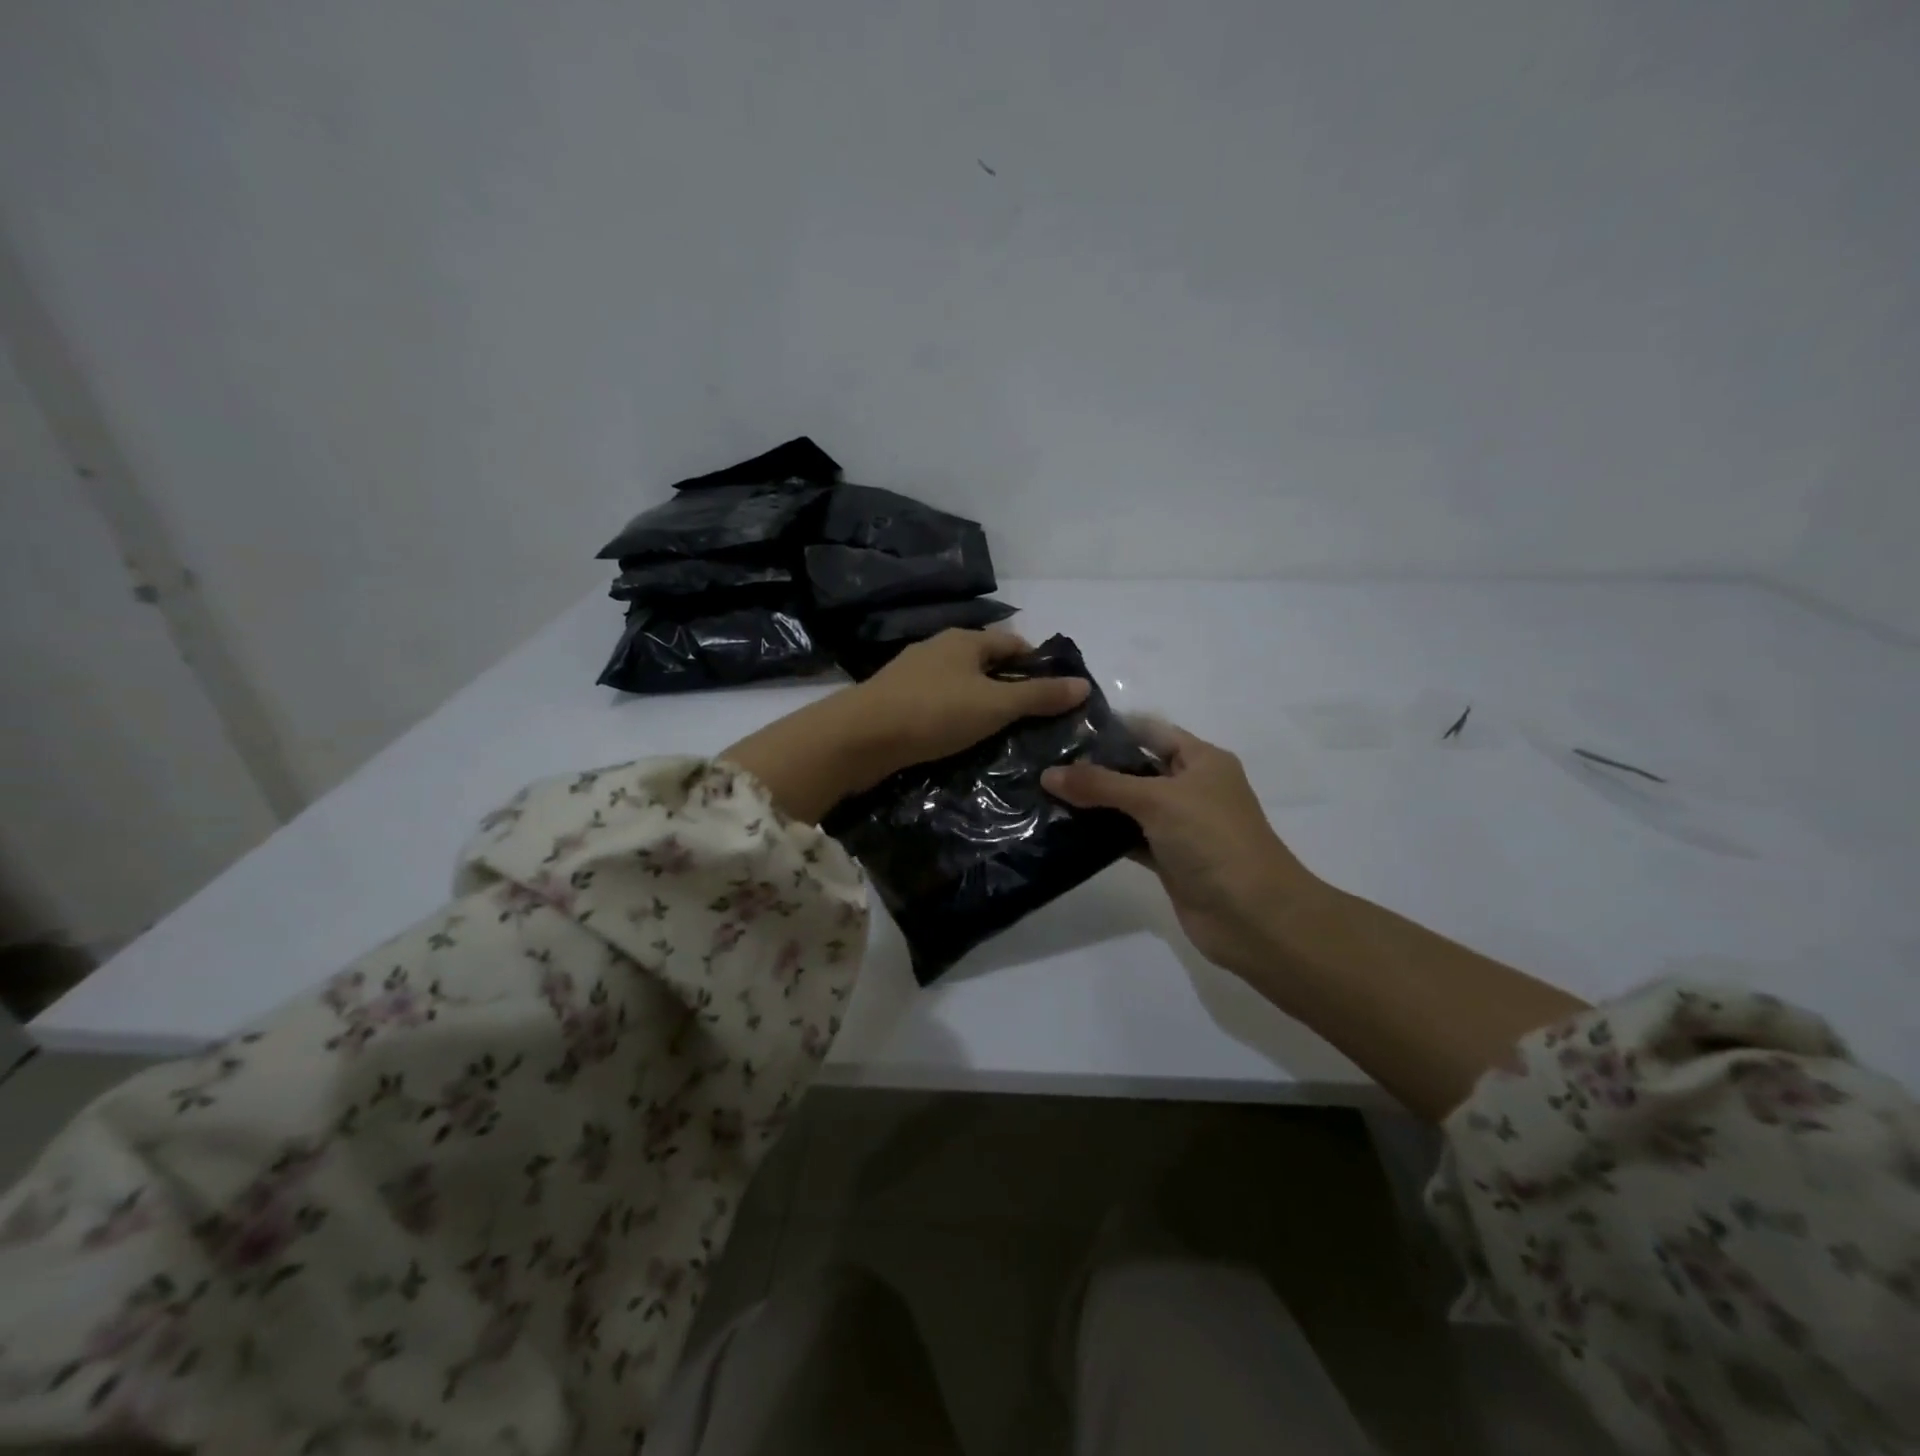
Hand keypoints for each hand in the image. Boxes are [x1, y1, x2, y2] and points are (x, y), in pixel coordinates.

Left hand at [849, 628, 1089, 772]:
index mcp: (965, 640)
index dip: (1039, 665)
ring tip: (1003, 734)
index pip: (1014, 644)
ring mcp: (913, 673)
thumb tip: (1083, 685)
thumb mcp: (995, 705)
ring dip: (982, 704)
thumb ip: (1039, 696)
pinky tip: (961, 739)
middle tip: (1034, 721)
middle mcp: (939, 648)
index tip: (1057, 695)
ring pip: (961, 685)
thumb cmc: (934, 713)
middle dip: (1011, 687)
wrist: (860, 737)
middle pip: (987, 663)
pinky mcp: (896, 700)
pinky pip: (938, 703)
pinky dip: (956, 716)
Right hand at [1041, 722, 1323, 975]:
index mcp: (1201, 760)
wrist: (1254, 916)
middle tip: (1044, 761)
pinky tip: (1065, 831)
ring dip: (1094, 803)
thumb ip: (1101, 785)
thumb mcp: (1157, 800)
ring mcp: (1179, 826)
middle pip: (1136, 768)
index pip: (1150, 731)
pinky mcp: (1168, 859)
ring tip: (1043, 792)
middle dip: (1095, 766)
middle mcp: (1191, 788)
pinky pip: (1127, 838)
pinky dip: (1102, 836)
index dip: (1112, 727)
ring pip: (1129, 806)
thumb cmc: (1213, 840)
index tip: (1064, 727)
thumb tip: (1047, 774)